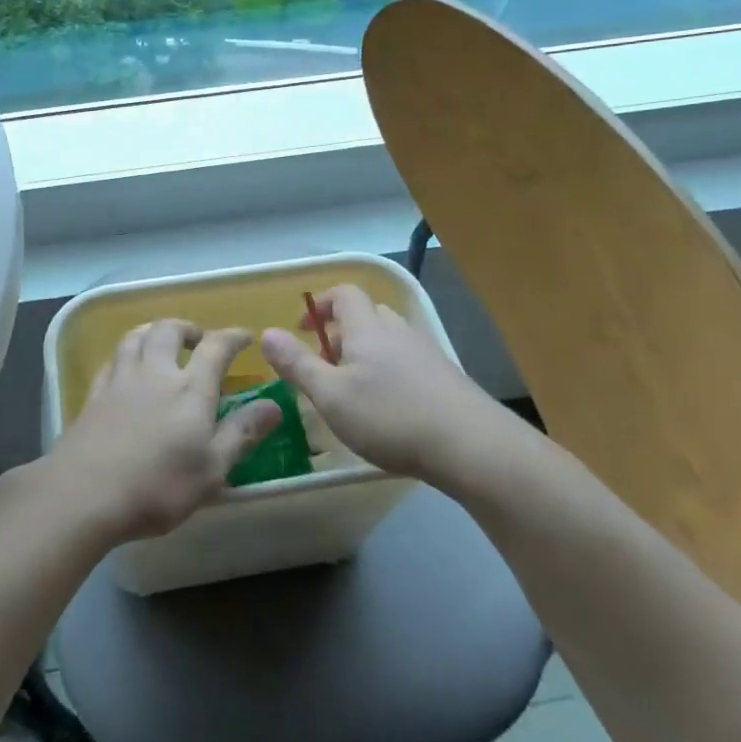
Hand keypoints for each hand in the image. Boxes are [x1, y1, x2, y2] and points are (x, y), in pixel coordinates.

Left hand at [45, 320, 279, 543]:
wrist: (85, 492)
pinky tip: (126, 367)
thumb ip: (242, 433)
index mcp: (189, 388)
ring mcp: (120, 380)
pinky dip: (125, 354)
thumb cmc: (158, 485)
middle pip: (168, 330)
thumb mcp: (212, 468)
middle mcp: (154, 373)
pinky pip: (111, 360)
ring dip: (153, 332)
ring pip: (135, 337)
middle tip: (198, 339)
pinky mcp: (94, 395)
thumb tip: (274, 405)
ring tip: (161, 342)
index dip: (232, 337)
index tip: (245, 336)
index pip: (215, 347)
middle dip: (187, 328)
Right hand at [260, 284, 514, 479]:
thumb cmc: (391, 416)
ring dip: (364, 353)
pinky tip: (387, 408)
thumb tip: (267, 333)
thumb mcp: (331, 395)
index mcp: (367, 328)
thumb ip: (297, 364)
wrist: (473, 447)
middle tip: (323, 364)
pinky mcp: (445, 379)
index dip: (319, 304)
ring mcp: (426, 354)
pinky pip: (406, 362)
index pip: (343, 294)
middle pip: (366, 315)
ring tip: (351, 389)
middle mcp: (397, 331)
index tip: (301, 329)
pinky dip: (388, 373)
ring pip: (388, 339)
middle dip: (340, 332)